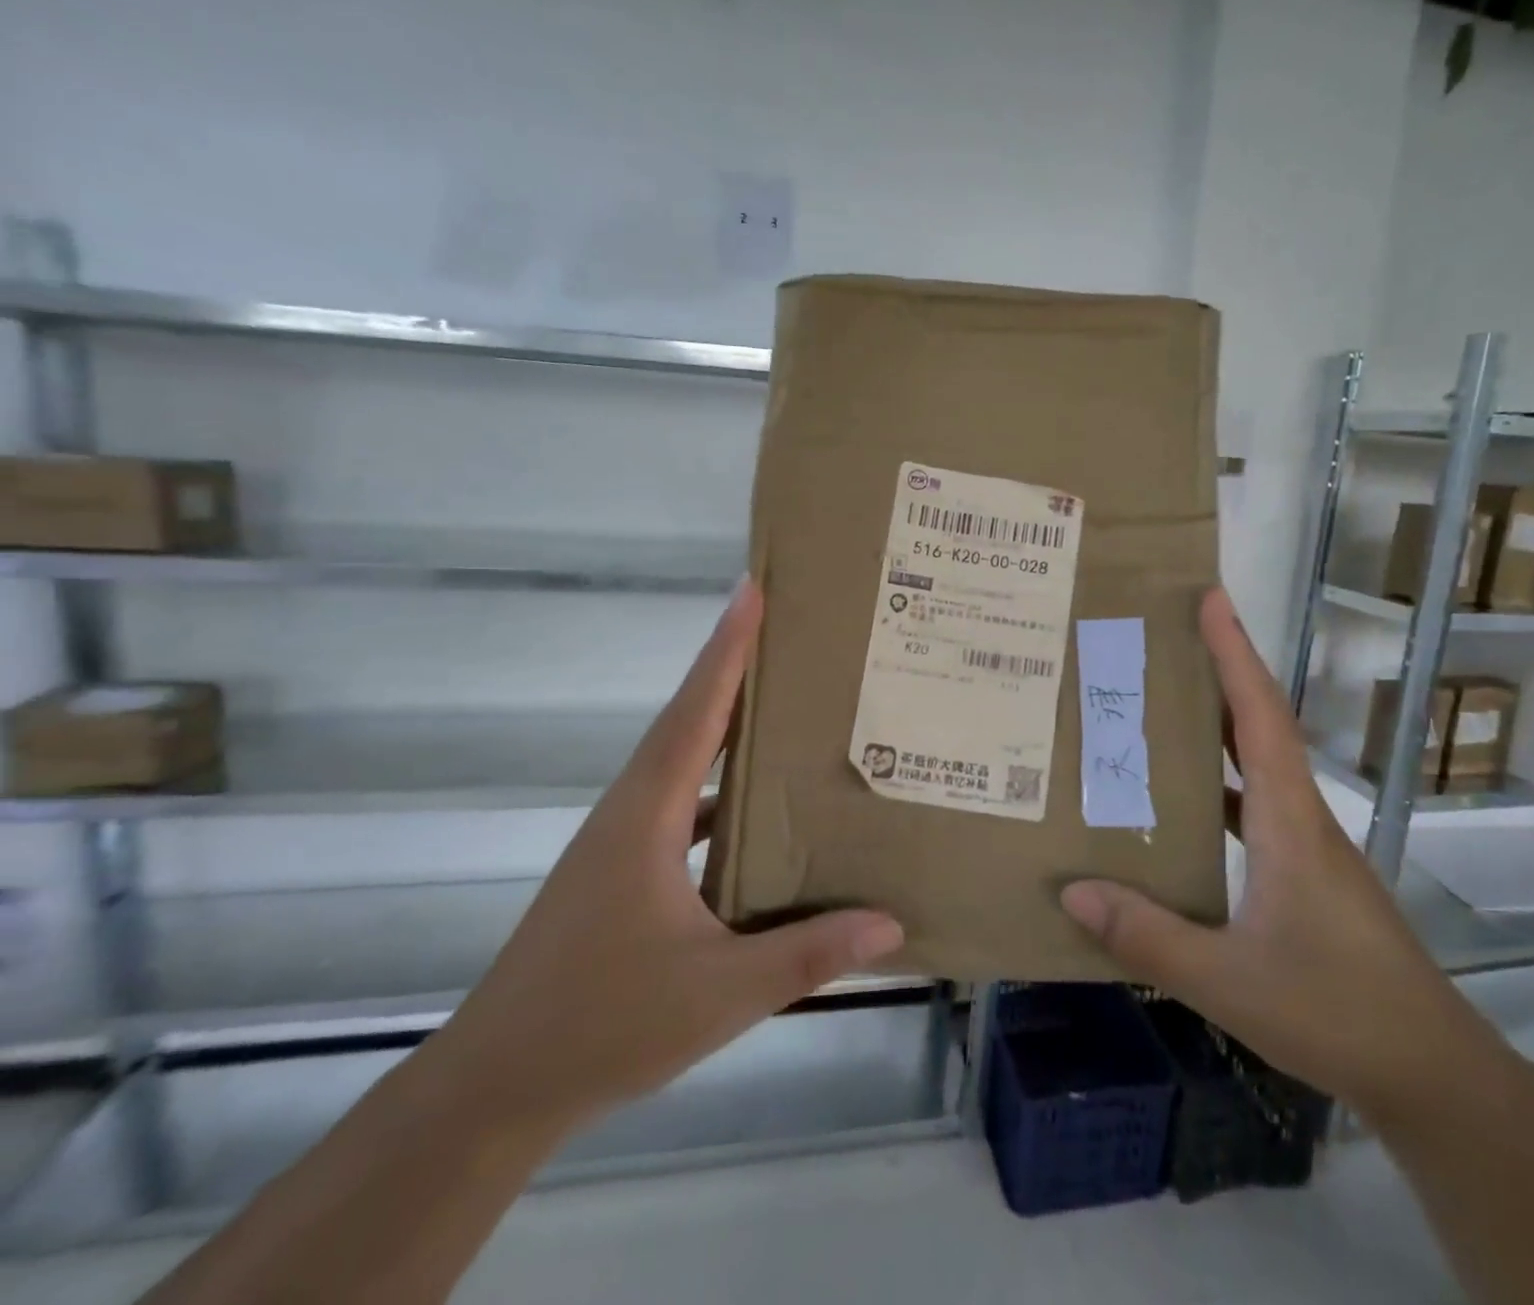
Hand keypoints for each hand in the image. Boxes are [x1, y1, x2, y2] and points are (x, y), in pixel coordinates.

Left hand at [427, 579, 904, 1127]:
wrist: (496, 1089)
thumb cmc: (603, 1025)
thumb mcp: (721, 993)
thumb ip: (809, 955)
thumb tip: (890, 922)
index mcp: (647, 816)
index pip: (695, 712)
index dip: (725, 649)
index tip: (751, 591)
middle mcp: (630, 812)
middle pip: (687, 721)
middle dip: (731, 668)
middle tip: (785, 631)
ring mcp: (620, 843)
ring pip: (680, 763)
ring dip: (723, 727)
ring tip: (781, 707)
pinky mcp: (619, 872)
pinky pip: (679, 806)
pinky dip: (717, 790)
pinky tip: (755, 812)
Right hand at [1061, 589, 1491, 1118]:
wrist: (1432, 1073)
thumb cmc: (1336, 1011)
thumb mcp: (1229, 980)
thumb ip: (1148, 937)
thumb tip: (1073, 889)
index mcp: (1289, 819)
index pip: (1260, 714)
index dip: (1234, 652)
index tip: (1210, 598)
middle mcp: (1301, 817)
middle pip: (1260, 723)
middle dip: (1220, 670)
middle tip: (1166, 638)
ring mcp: (1307, 846)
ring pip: (1258, 764)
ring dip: (1218, 726)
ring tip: (1160, 706)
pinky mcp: (1306, 874)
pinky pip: (1255, 806)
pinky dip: (1220, 786)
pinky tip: (1181, 807)